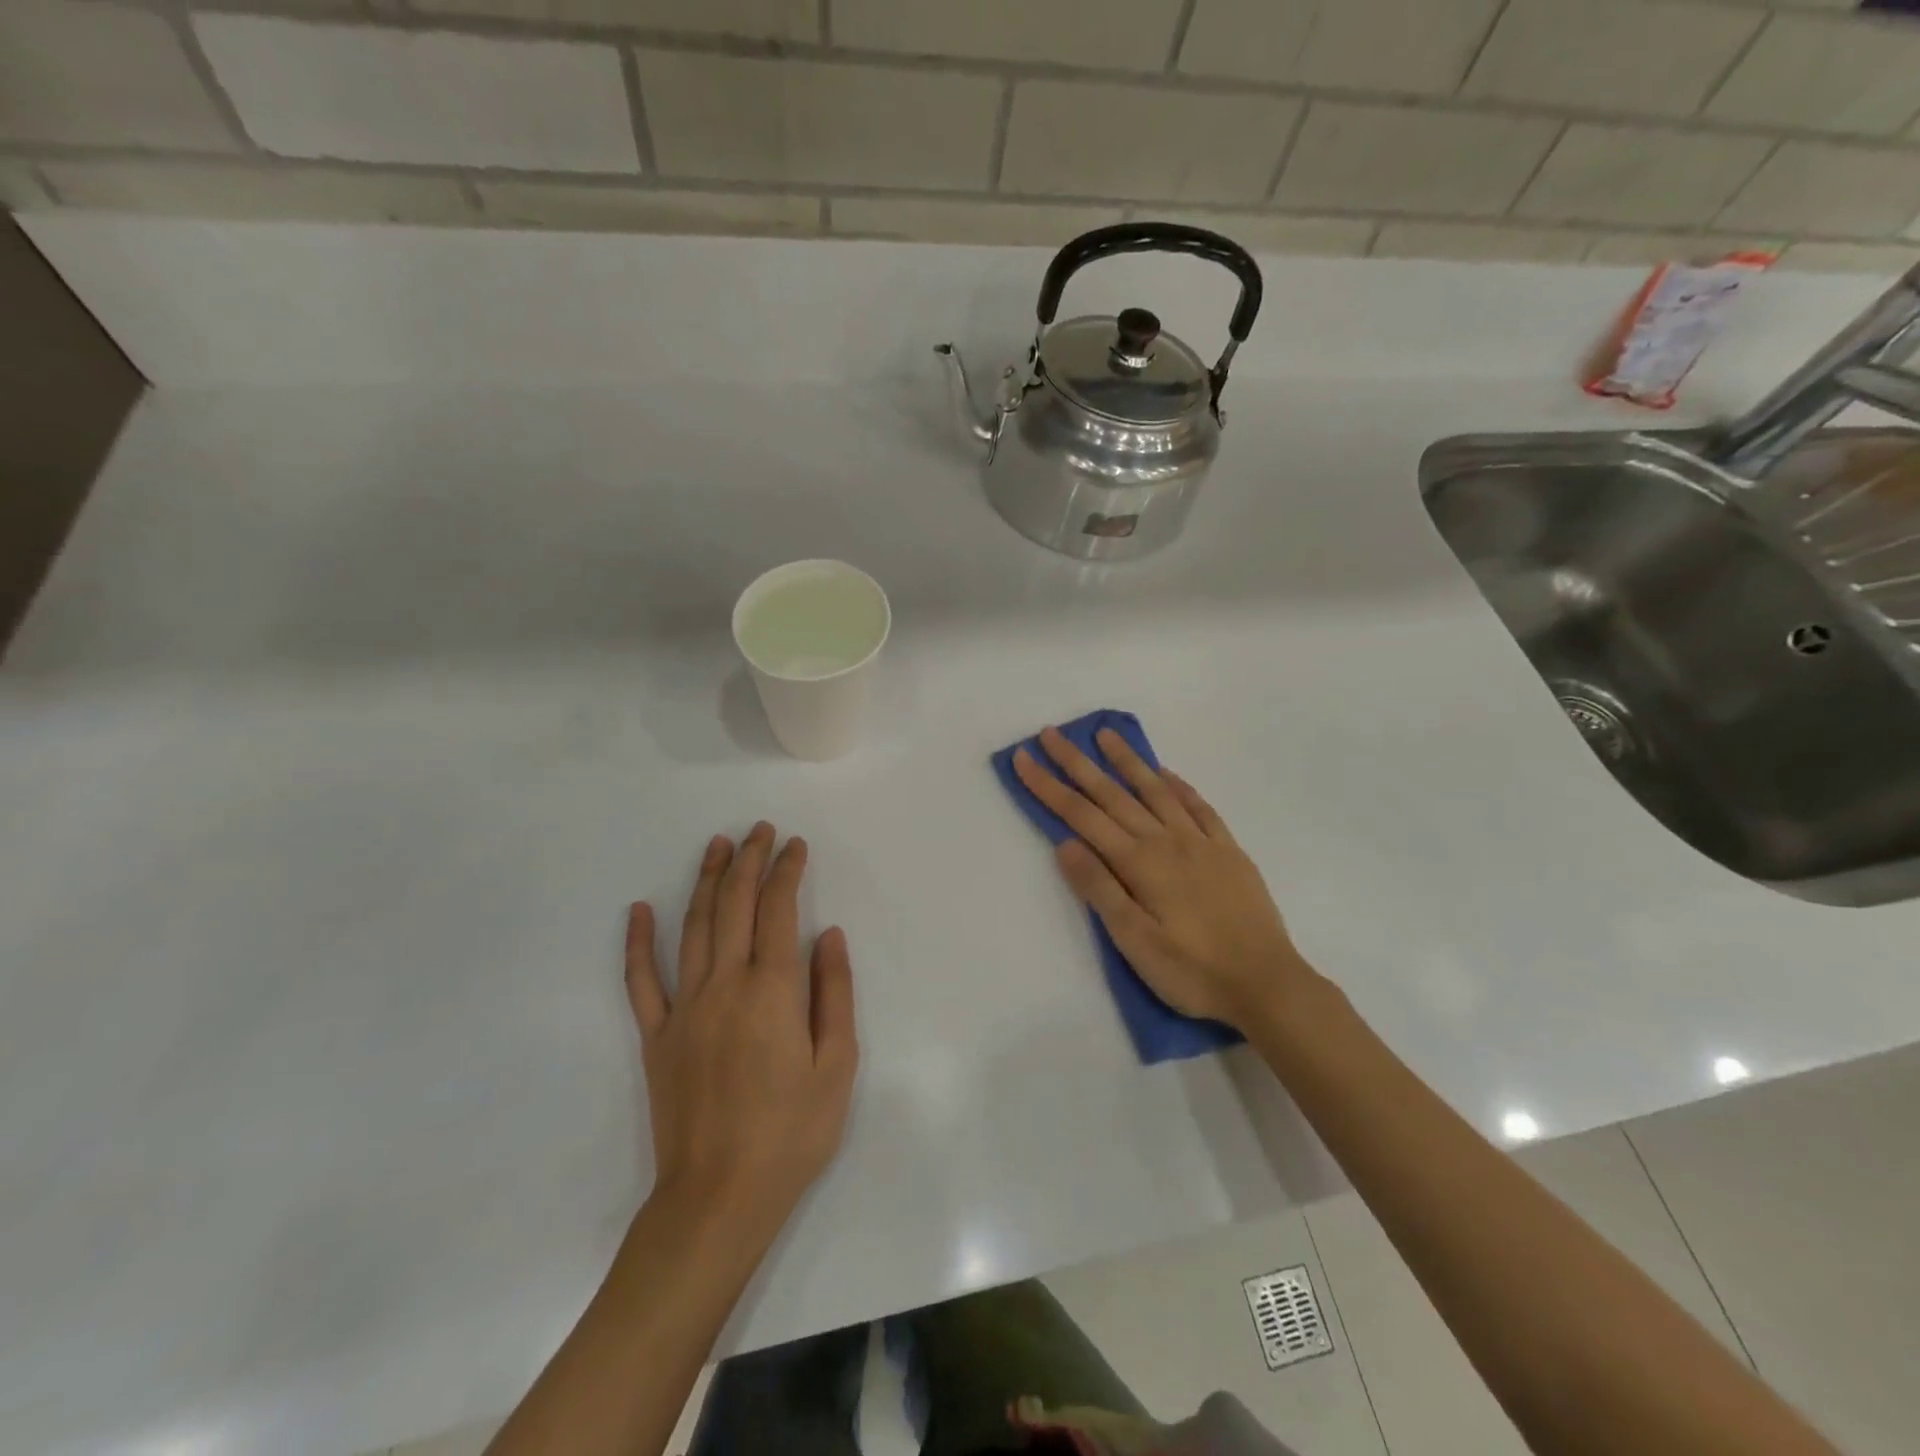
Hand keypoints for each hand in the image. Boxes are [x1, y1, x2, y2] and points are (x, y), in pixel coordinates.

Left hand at [625, 823, 857, 1235]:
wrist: (718, 1199)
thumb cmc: (791, 1133)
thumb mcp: (837, 1065)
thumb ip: (834, 993)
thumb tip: (830, 935)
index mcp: (772, 990)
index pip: (779, 910)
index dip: (787, 871)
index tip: (796, 845)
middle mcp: (725, 985)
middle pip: (735, 906)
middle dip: (749, 861)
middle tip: (759, 831)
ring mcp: (684, 1008)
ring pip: (693, 928)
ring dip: (706, 881)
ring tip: (716, 846)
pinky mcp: (656, 1036)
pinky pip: (642, 981)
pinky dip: (639, 942)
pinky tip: (639, 910)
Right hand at [1013, 726, 1309, 1029]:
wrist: (1267, 984)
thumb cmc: (1192, 971)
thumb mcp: (1134, 941)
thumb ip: (1100, 888)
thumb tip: (1065, 843)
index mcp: (1139, 863)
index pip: (1082, 815)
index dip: (1049, 786)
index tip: (1024, 758)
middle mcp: (1166, 841)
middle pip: (1113, 794)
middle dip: (1077, 762)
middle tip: (1051, 733)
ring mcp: (1201, 842)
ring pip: (1156, 790)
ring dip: (1127, 761)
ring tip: (1106, 735)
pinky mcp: (1229, 852)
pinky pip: (1200, 807)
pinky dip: (1179, 786)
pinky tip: (1167, 774)